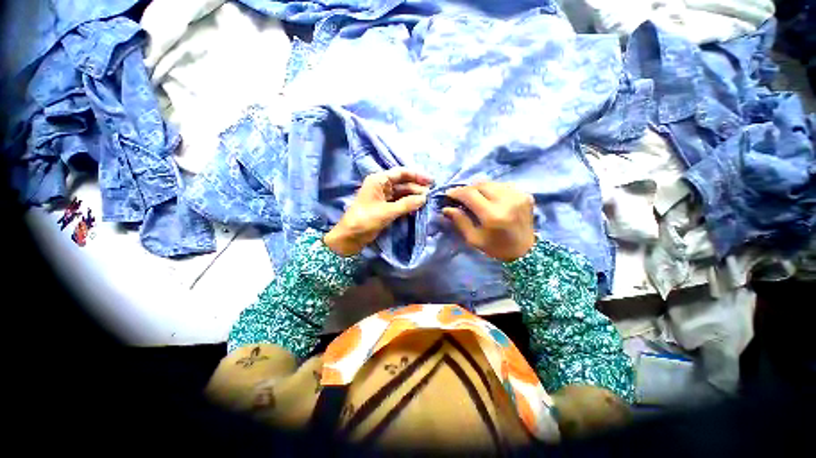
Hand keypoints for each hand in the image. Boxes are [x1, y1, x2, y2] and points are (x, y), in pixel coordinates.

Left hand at [324, 168, 431, 255]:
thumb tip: (424, 198)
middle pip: (403, 183)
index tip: (431, 181)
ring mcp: (383, 197)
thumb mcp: (387, 211)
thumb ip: (407, 204)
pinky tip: (417, 207)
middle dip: (417, 188)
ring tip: (427, 201)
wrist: (350, 237)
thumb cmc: (365, 220)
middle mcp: (381, 185)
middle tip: (431, 194)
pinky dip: (408, 204)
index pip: (401, 173)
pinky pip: (399, 202)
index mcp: (379, 180)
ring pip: (402, 193)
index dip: (417, 176)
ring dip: (413, 196)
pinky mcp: (384, 207)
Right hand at [443, 182, 535, 261]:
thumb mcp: (474, 239)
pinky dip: (493, 189)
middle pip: (481, 185)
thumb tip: (446, 208)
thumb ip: (460, 221)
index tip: (448, 194)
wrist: (526, 251)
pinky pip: (503, 185)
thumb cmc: (496, 248)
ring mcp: (518, 196)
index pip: (470, 194)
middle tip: (461, 196)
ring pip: (492, 183)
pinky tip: (490, 198)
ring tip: (474, 197)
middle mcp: (507, 201)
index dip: (457, 192)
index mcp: (493, 215)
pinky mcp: (525, 194)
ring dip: (479, 188)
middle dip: (467, 189)